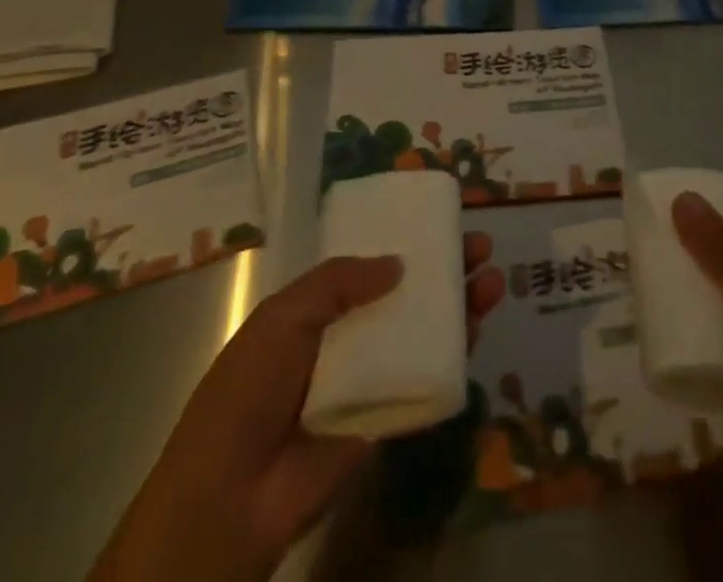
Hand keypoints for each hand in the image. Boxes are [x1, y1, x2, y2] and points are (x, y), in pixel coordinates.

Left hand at [91, 234, 504, 581]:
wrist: (230, 499)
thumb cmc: (249, 390)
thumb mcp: (285, 316)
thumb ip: (339, 281)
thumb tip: (398, 265)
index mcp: (316, 311)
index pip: (370, 267)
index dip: (406, 244)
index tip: (441, 224)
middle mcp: (346, 340)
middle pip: (405, 296)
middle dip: (444, 271)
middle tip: (480, 248)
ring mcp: (367, 381)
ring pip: (422, 335)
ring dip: (457, 307)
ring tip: (492, 282)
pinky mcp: (384, 421)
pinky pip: (423, 382)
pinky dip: (452, 356)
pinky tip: (476, 330)